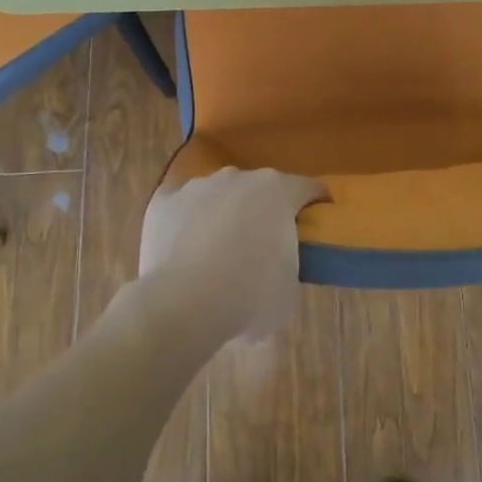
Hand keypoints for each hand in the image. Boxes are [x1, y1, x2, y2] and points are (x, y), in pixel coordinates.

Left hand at [138, 168, 327, 344]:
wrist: (185, 304)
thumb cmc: (250, 296)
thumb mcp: (289, 289)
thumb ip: (287, 265)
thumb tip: (274, 269)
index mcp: (279, 192)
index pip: (308, 188)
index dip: (316, 203)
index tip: (318, 220)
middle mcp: (239, 177)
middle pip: (261, 188)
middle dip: (265, 209)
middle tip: (265, 243)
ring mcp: (197, 186)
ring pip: (219, 193)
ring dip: (224, 212)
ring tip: (218, 249)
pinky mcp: (164, 202)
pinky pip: (181, 206)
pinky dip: (186, 220)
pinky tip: (184, 246)